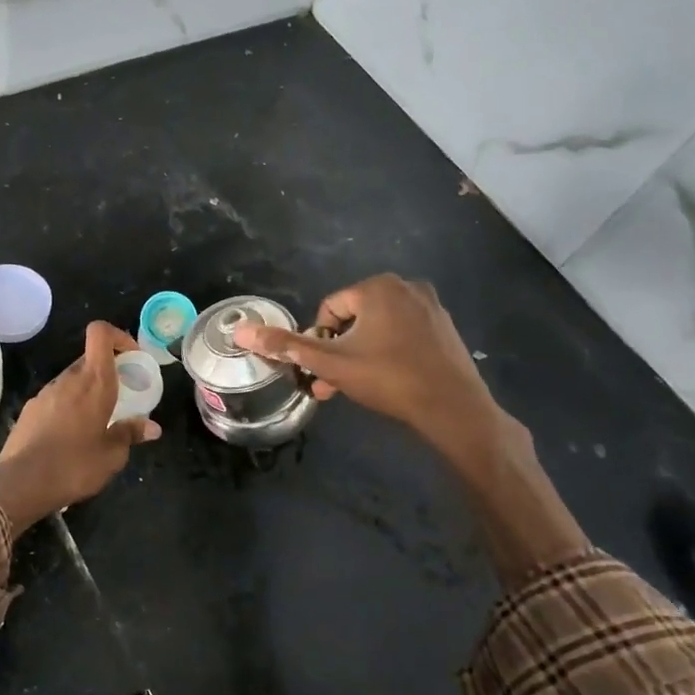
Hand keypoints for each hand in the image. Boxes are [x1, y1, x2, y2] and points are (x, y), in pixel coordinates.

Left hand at [0, 322, 160, 531]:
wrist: (21, 483)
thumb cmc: (75, 466)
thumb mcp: (112, 455)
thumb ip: (131, 434)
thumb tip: (152, 427)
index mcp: (94, 382)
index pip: (100, 333)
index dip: (118, 337)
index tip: (132, 358)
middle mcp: (68, 380)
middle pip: (89, 359)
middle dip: (107, 372)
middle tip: (120, 398)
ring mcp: (45, 393)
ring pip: (72, 380)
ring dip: (87, 392)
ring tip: (96, 422)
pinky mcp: (30, 409)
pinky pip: (56, 398)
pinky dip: (68, 406)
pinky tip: (70, 436)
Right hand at [232, 275, 505, 460]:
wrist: (453, 408)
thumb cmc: (388, 378)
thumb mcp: (331, 363)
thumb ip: (287, 346)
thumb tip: (241, 331)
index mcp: (378, 287)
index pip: (329, 308)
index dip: (319, 339)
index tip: (324, 367)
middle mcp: (407, 287)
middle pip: (354, 317)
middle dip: (338, 349)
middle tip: (333, 381)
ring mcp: (431, 306)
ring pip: (378, 327)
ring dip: (359, 354)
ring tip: (354, 386)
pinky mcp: (445, 327)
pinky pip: (403, 333)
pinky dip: (387, 352)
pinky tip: (385, 381)